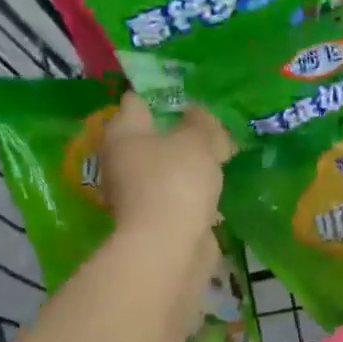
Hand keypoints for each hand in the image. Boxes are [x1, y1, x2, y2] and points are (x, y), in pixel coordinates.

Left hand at [99, 94, 232, 237]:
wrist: (169, 248)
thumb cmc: (175, 182)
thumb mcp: (196, 141)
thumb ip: (201, 122)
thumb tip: (197, 112)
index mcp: (123, 133)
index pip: (137, 101)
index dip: (163, 93)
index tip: (192, 94)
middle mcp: (122, 161)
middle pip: (152, 136)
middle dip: (180, 131)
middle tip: (213, 126)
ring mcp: (137, 193)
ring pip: (166, 167)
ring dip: (188, 163)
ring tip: (221, 155)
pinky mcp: (155, 219)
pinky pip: (177, 194)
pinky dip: (193, 190)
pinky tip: (216, 187)